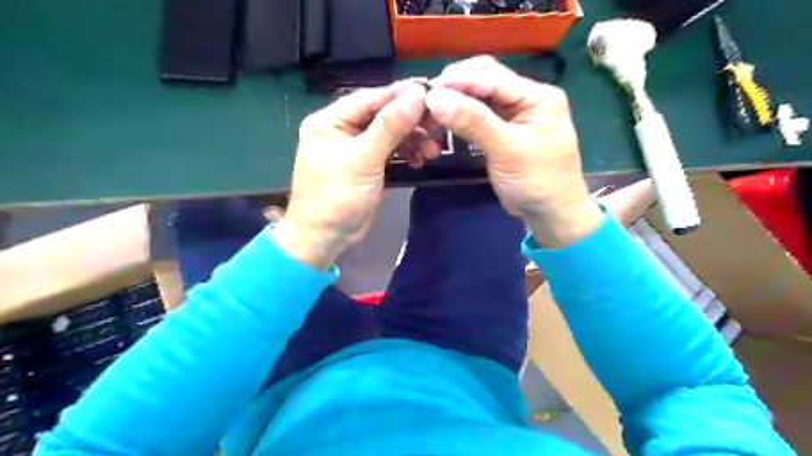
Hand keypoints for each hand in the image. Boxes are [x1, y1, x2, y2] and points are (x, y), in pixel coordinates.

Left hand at [272, 82, 429, 267]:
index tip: (431, 93)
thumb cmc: (336, 197)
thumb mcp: (363, 160)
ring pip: (389, 135)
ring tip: (432, 150)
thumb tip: (416, 94)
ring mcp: (356, 149)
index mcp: (330, 121)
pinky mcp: (367, 166)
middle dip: (410, 122)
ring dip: (412, 140)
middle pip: (382, 116)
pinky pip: (390, 151)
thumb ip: (389, 127)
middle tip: (437, 126)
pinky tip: (419, 161)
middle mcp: (342, 130)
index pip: (369, 99)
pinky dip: (405, 154)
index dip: (400, 95)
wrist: (326, 239)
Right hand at [426, 58, 602, 249]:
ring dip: (455, 102)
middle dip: (456, 87)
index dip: (460, 80)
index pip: (493, 77)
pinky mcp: (501, 131)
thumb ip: (474, 122)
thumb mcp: (508, 150)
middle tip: (427, 98)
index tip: (428, 89)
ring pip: (478, 98)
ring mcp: (513, 115)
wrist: (550, 215)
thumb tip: (435, 97)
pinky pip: (476, 116)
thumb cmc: (538, 182)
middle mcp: (526, 98)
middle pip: (485, 81)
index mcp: (537, 96)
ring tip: (430, 109)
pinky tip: (443, 120)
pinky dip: (459, 117)